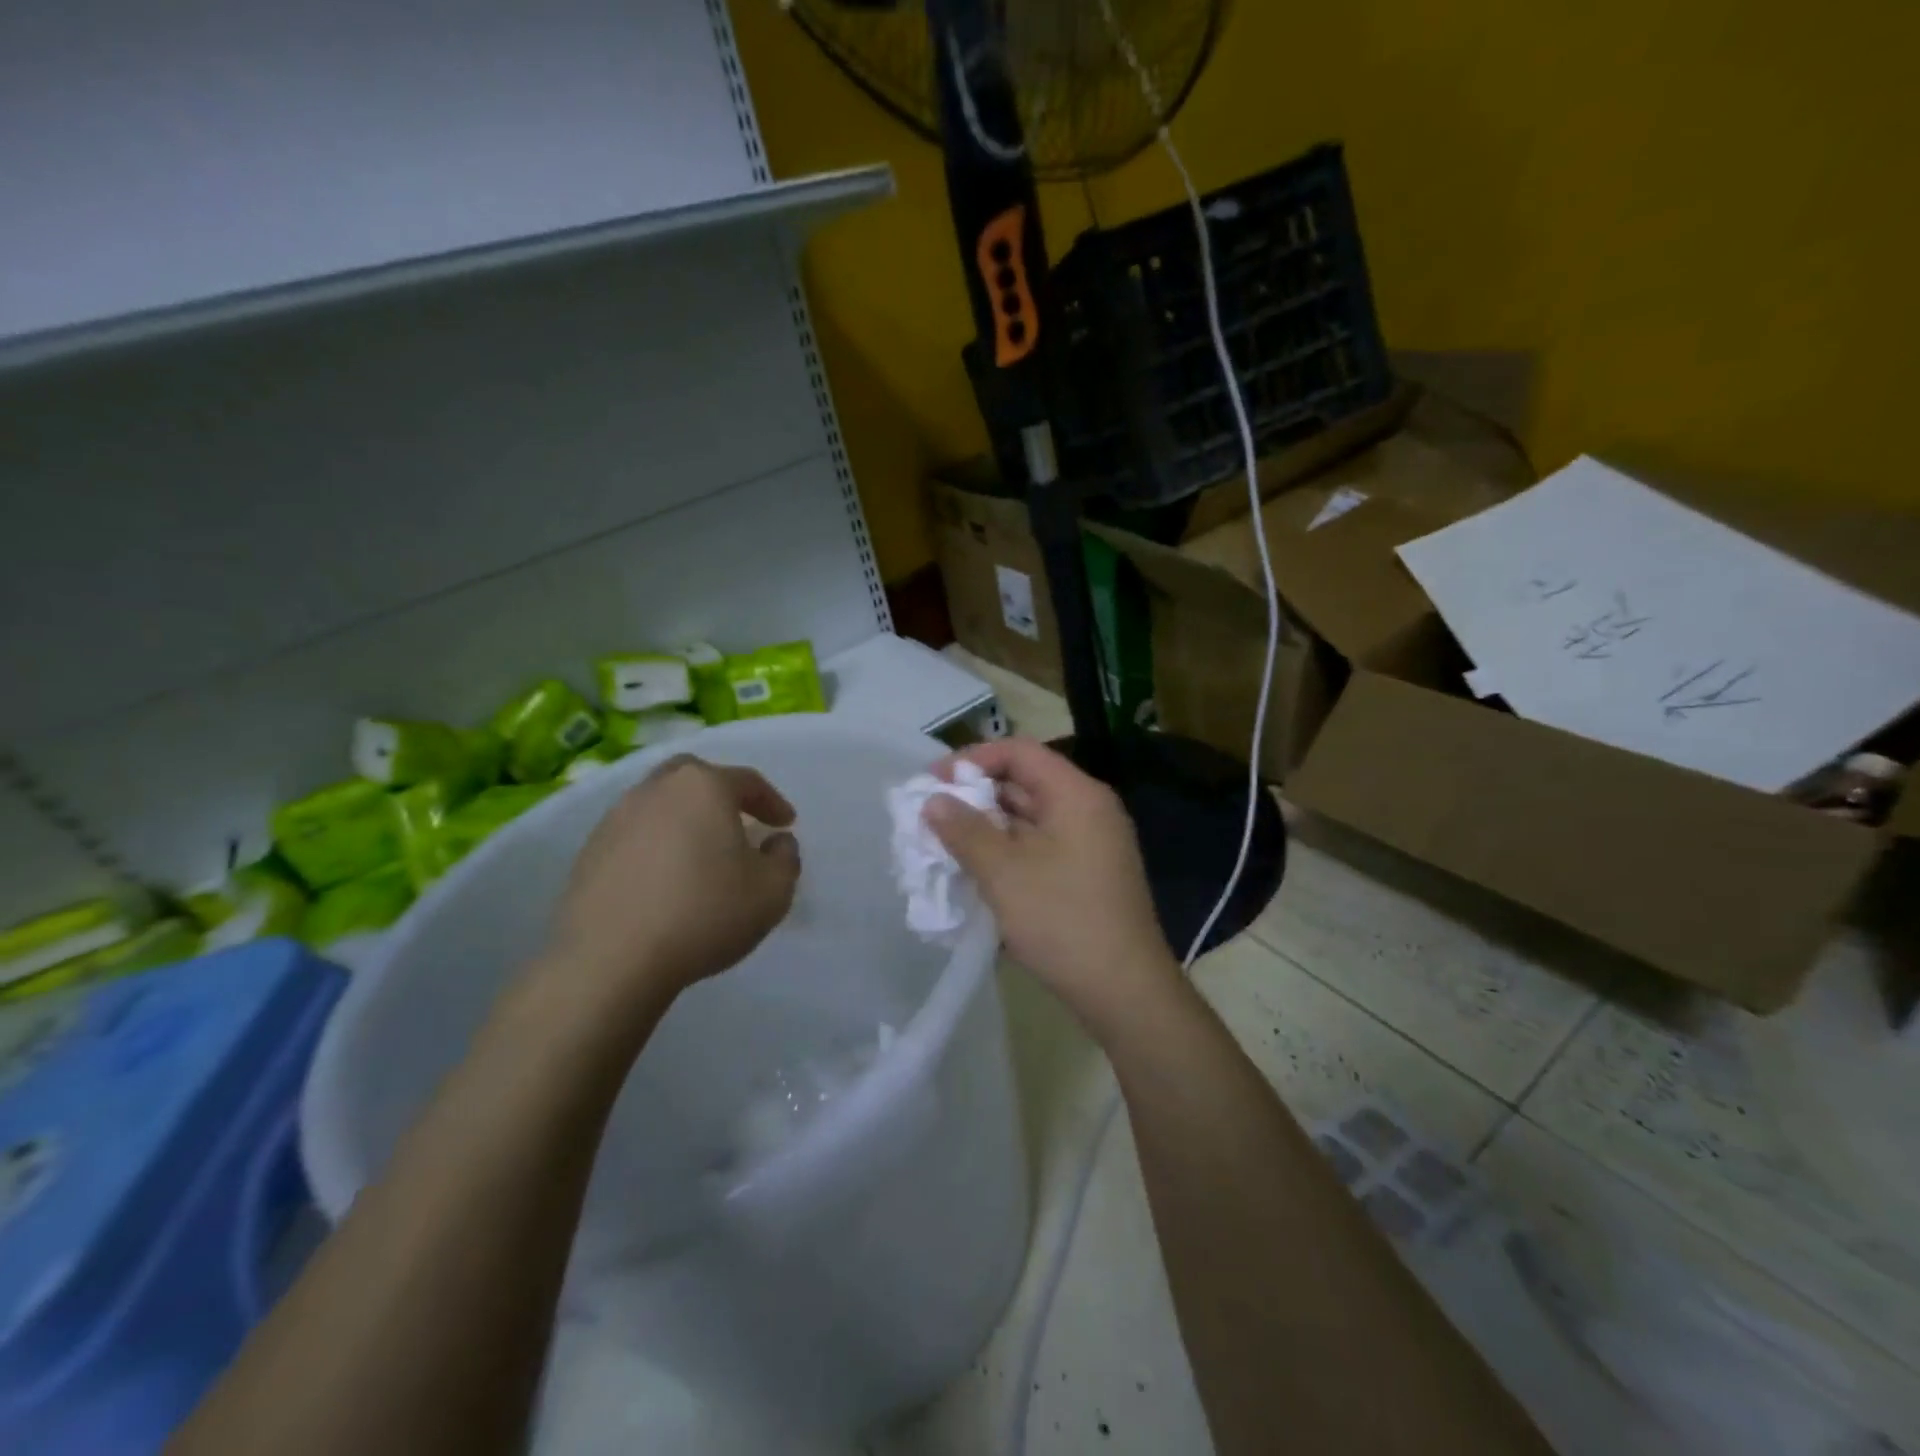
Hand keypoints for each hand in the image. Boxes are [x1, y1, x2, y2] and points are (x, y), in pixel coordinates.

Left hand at [543, 755, 800, 1010]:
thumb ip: (785, 858)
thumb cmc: (704, 914)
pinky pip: (634, 837)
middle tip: (738, 822)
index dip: (772, 801)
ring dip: (684, 821)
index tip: (786, 824)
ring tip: (700, 854)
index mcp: (703, 787)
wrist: (611, 960)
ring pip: (660, 805)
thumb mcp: (773, 891)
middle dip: (720, 795)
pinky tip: (664, 880)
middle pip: (694, 778)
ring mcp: (615, 819)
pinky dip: (655, 847)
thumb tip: (776, 842)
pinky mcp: (589, 853)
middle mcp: (656, 790)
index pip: (747, 781)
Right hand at [925, 738, 1179, 1029]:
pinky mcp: (1087, 874)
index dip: (972, 759)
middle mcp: (1088, 810)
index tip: (932, 782)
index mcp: (1076, 795)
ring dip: (988, 826)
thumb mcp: (1004, 873)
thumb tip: (934, 801)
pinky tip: (977, 870)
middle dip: (975, 796)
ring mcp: (1091, 843)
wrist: (1125, 991)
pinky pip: (1040, 846)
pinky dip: (1007, 851)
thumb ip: (965, 830)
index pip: (1019, 752)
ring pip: (1030, 818)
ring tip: (945, 844)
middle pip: (1024, 782)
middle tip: (931, 816)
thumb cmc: (1063, 921)